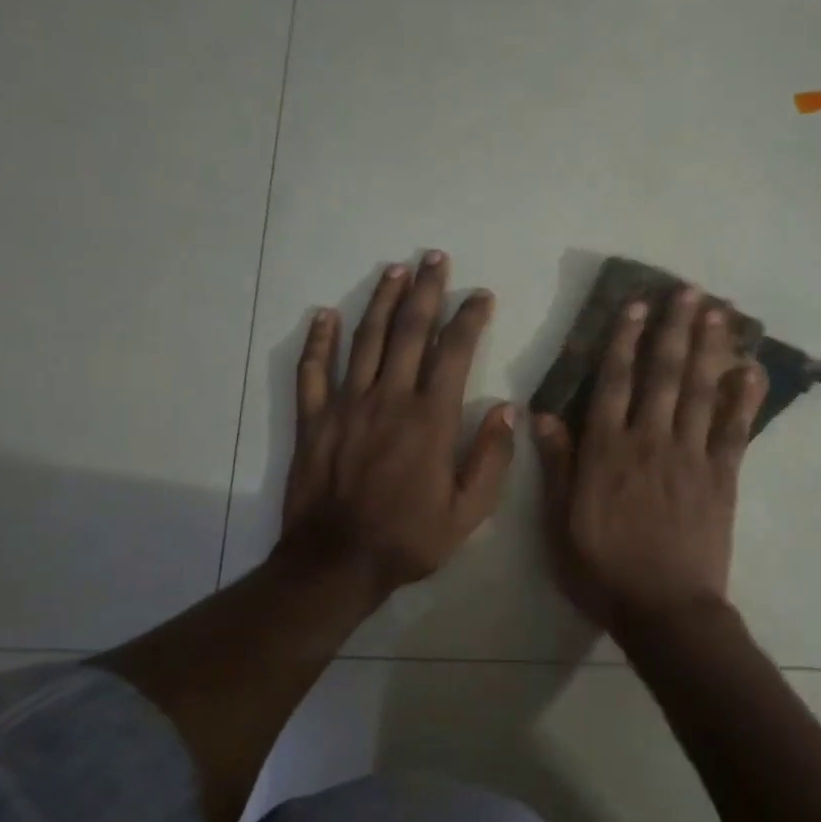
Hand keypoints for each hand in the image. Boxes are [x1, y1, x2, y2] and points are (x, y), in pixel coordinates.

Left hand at [280, 252, 514, 599]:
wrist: (336, 563)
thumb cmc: (409, 538)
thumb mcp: (469, 512)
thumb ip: (491, 459)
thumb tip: (507, 410)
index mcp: (430, 418)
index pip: (454, 352)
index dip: (469, 318)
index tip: (481, 296)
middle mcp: (389, 399)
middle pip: (408, 331)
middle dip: (425, 291)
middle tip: (434, 257)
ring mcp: (346, 405)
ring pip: (364, 340)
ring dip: (380, 301)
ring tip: (394, 270)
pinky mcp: (314, 420)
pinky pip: (313, 371)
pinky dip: (319, 341)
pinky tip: (324, 315)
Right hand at [533, 285, 767, 635]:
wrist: (665, 610)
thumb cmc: (604, 571)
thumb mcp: (560, 523)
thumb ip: (557, 465)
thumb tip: (543, 413)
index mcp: (607, 451)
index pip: (614, 383)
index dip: (624, 341)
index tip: (636, 306)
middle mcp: (650, 441)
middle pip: (663, 375)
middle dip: (674, 329)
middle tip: (688, 291)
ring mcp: (690, 456)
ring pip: (699, 391)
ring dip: (708, 349)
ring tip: (717, 313)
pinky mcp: (722, 476)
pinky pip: (734, 430)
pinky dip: (744, 398)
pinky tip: (752, 370)